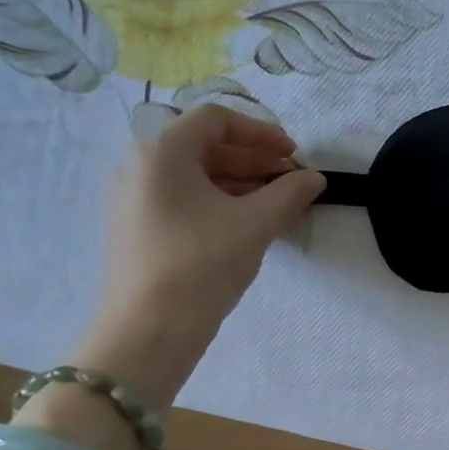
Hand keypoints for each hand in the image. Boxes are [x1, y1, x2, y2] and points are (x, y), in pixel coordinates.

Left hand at [75, 103, 324, 409]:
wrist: (148, 330)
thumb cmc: (202, 265)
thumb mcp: (255, 225)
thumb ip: (289, 193)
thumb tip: (315, 178)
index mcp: (162, 151)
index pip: (217, 119)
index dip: (262, 132)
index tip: (294, 156)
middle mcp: (140, 165)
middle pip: (204, 146)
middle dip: (254, 160)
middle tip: (292, 182)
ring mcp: (134, 198)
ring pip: (195, 175)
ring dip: (240, 183)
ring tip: (277, 205)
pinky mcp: (137, 228)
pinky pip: (183, 199)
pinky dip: (219, 202)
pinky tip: (247, 225)